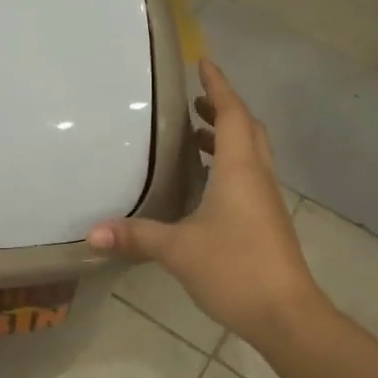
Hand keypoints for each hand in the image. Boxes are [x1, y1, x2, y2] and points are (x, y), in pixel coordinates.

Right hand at [88, 60, 319, 347]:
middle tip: (194, 102)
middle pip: (247, 129)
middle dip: (223, 109)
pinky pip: (247, 178)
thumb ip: (136, 236)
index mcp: (240, 170)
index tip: (204, 63)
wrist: (286, 314)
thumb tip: (91, 233)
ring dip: (227, 138)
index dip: (218, 87)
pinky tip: (204, 185)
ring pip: (249, 155)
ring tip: (195, 136)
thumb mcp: (178, 250)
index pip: (232, 114)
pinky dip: (227, 166)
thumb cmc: (235, 268)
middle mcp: (256, 177)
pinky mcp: (266, 222)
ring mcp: (265, 201)